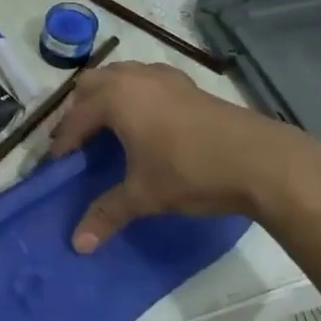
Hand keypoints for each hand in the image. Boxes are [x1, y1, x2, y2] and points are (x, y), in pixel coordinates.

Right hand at [48, 61, 320, 251]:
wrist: (262, 161)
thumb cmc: (192, 172)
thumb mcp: (144, 195)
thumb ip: (107, 214)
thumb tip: (77, 245)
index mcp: (117, 99)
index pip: (76, 118)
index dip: (63, 142)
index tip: (57, 164)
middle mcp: (136, 78)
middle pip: (92, 84)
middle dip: (79, 110)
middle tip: (79, 141)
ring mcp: (166, 77)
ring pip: (121, 74)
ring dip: (107, 95)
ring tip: (108, 126)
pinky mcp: (189, 84)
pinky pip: (147, 79)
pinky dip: (135, 93)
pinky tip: (147, 119)